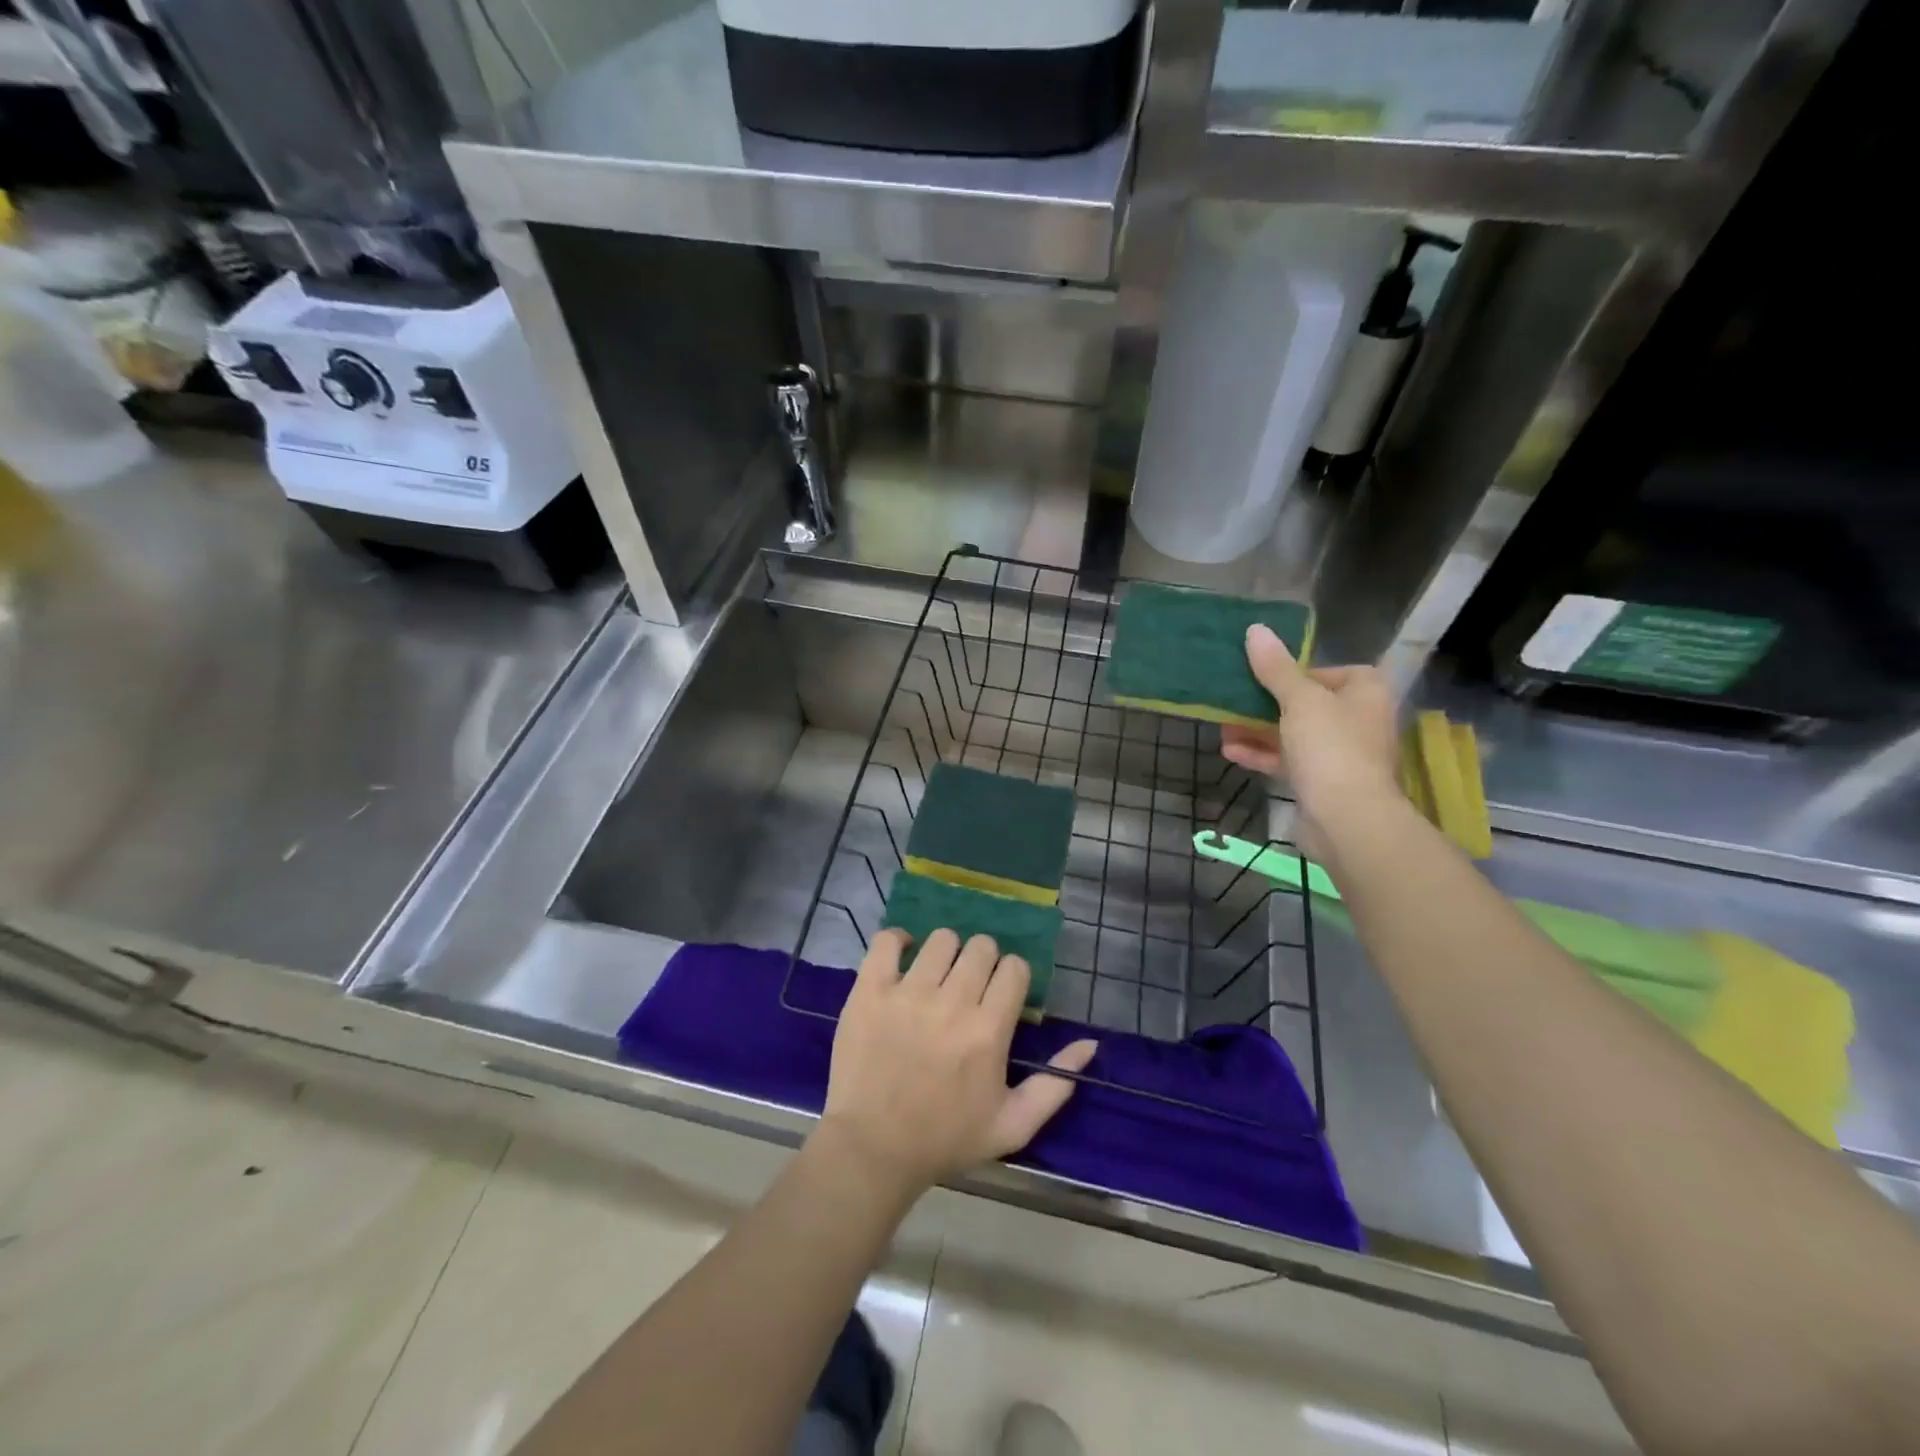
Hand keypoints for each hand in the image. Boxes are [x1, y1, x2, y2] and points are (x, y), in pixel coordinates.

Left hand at [818, 929, 1097, 1199]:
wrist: (872, 1149)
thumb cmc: (945, 1139)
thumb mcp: (1013, 1126)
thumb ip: (1056, 1085)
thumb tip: (1090, 1044)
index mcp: (988, 1030)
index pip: (1014, 967)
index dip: (1012, 977)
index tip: (1001, 995)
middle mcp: (952, 1002)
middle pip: (981, 946)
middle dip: (983, 962)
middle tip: (970, 987)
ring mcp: (907, 992)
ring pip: (941, 939)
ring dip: (946, 953)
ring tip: (937, 978)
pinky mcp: (870, 990)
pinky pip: (887, 940)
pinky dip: (898, 941)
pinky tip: (902, 960)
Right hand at [1219, 624, 1400, 857]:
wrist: (1346, 819)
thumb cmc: (1330, 747)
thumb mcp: (1299, 700)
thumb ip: (1275, 667)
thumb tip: (1256, 629)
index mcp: (1365, 691)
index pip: (1326, 671)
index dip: (1291, 673)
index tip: (1260, 677)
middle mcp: (1358, 719)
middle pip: (1304, 703)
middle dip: (1263, 704)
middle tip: (1230, 700)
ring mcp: (1340, 753)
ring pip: (1292, 733)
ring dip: (1256, 730)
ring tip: (1221, 728)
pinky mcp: (1322, 781)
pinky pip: (1288, 760)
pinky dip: (1261, 754)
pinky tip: (1229, 751)